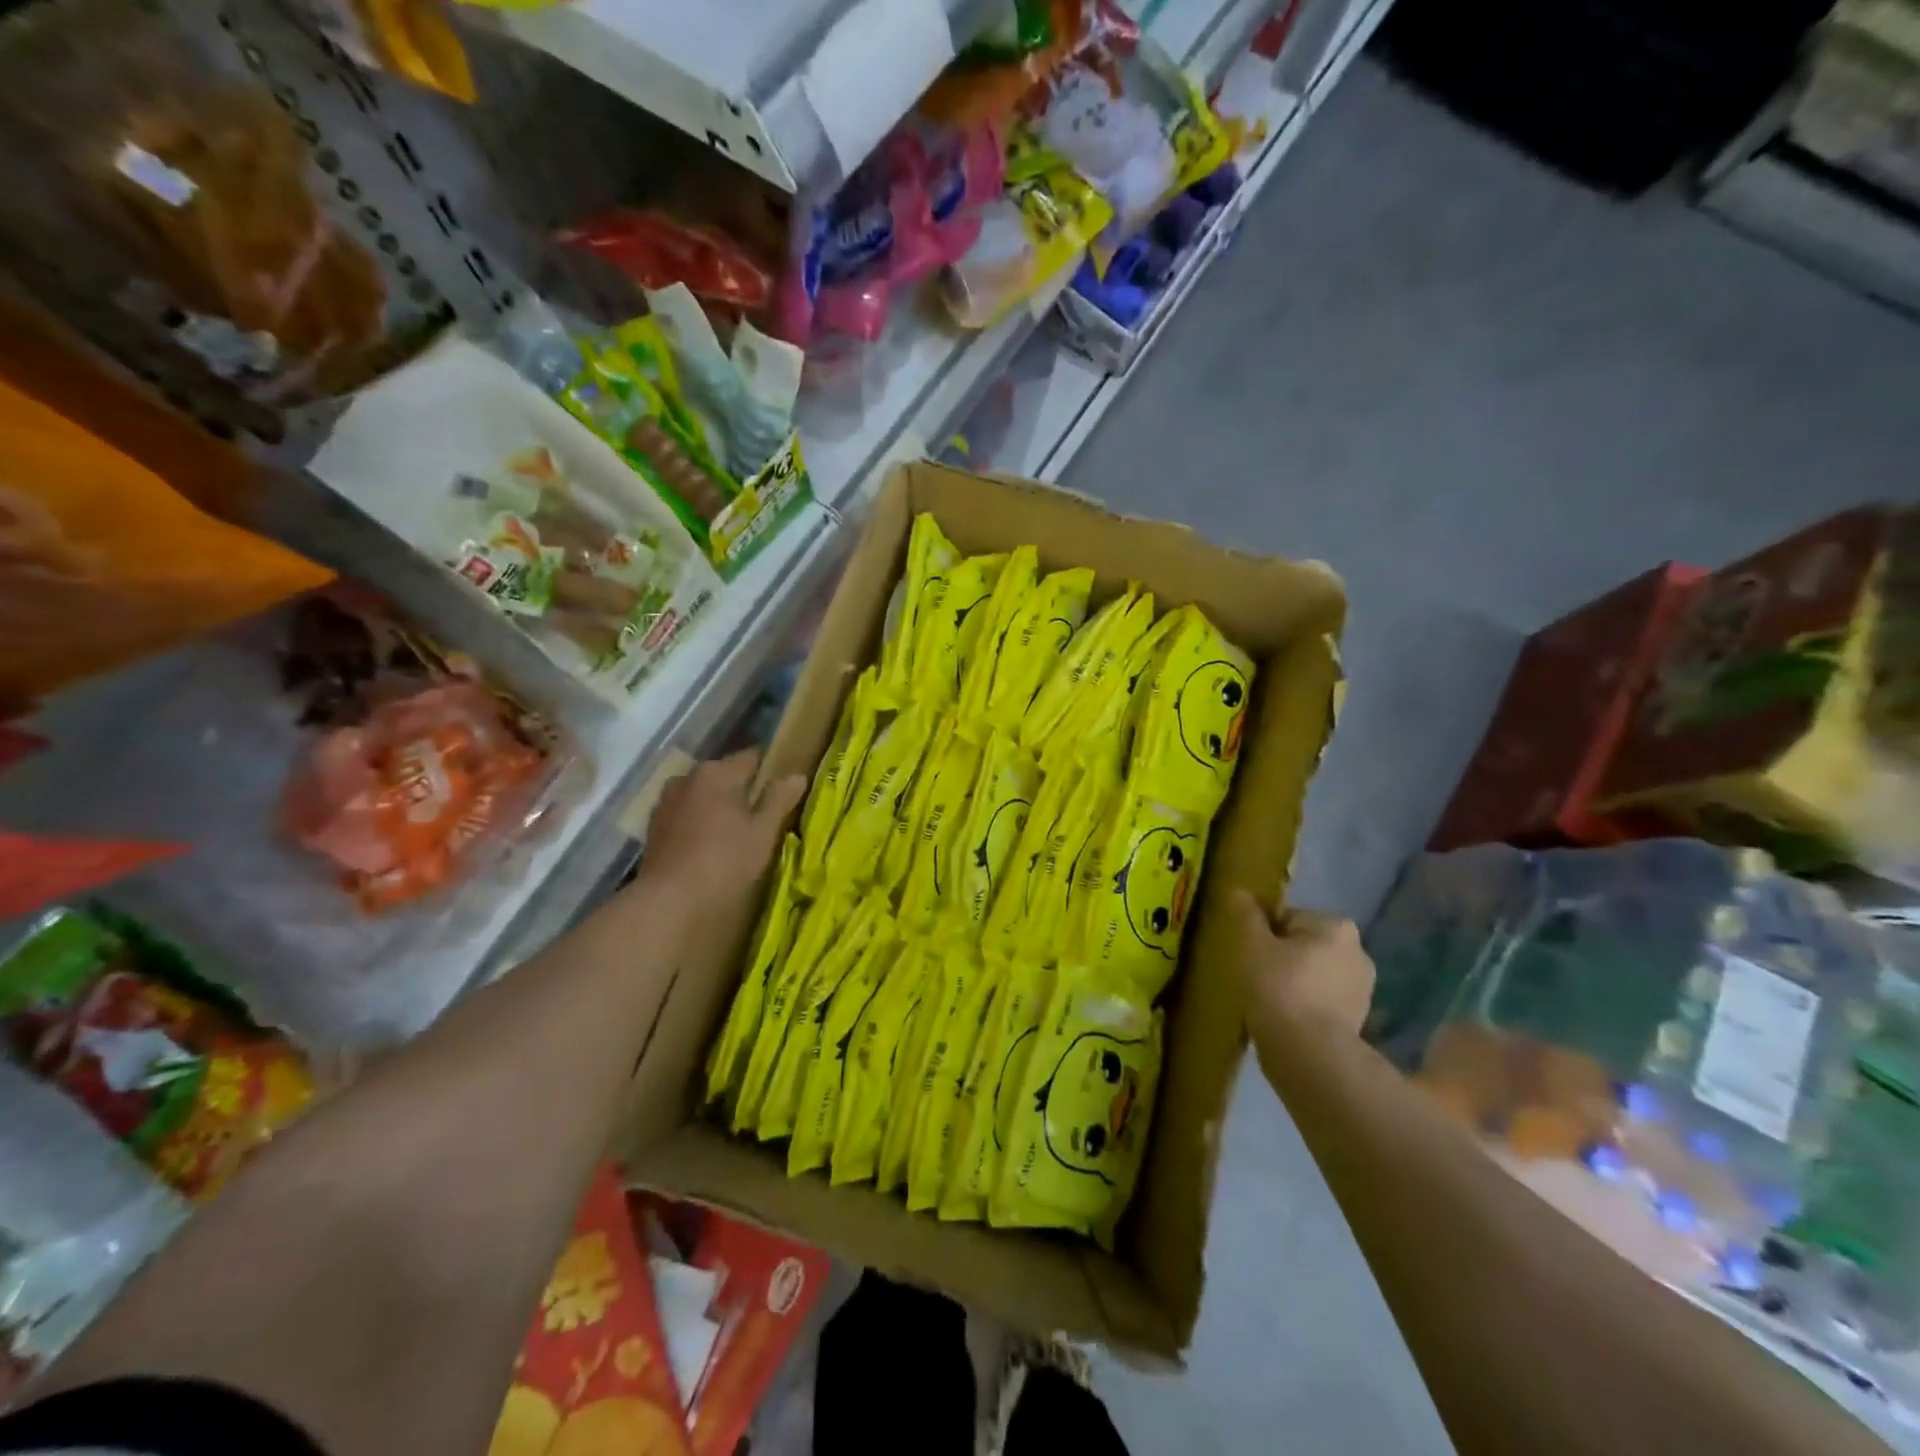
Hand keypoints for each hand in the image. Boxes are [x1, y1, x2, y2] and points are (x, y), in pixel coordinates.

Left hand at [639, 750, 806, 919]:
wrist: (669, 901)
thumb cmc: (725, 861)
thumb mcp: (763, 832)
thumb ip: (779, 799)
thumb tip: (796, 776)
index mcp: (717, 772)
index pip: (752, 758)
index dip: (770, 771)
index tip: (783, 791)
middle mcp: (687, 778)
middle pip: (724, 776)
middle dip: (742, 791)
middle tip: (762, 818)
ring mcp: (666, 802)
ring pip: (703, 796)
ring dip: (718, 808)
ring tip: (735, 835)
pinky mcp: (653, 828)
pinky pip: (686, 815)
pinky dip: (699, 824)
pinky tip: (709, 847)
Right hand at [1233, 891, 1374, 1035]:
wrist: (1309, 1053)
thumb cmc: (1278, 987)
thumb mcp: (1252, 944)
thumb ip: (1246, 915)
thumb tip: (1240, 892)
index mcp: (1336, 926)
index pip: (1287, 919)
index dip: (1263, 935)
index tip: (1249, 957)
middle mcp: (1358, 952)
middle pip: (1304, 946)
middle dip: (1282, 959)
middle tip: (1255, 979)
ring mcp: (1363, 990)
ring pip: (1314, 975)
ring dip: (1294, 984)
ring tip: (1267, 1003)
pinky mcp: (1360, 1021)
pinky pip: (1322, 1003)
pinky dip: (1305, 1007)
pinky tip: (1285, 1021)